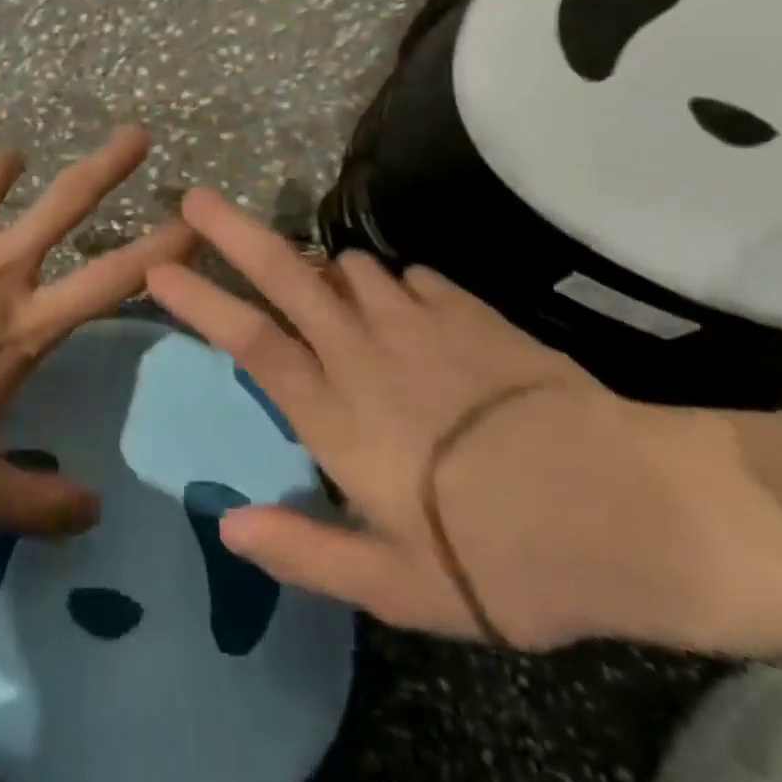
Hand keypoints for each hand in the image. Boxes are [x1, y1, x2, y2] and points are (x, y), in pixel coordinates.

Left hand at [0, 127, 192, 539]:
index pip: (113, 280)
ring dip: (6, 168)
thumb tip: (95, 511)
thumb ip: (36, 505)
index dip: (161, 250)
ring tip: (11, 162)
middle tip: (137, 134)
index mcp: (21, 327)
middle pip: (66, 201)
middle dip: (109, 164)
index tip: (194, 221)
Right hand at [148, 188, 746, 651]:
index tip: (158, 267)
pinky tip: (411, 311)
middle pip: (282, 272)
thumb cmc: (499, 557)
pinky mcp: (466, 309)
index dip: (197, 299)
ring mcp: (416, 320)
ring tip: (325, 291)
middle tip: (193, 198)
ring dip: (323, 271)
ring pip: (346, 267)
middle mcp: (362, 350)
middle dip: (230, 230)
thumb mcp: (394, 584)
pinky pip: (409, 277)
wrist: (624, 508)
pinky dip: (394, 286)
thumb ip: (305, 550)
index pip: (246, 339)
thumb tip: (227, 524)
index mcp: (335, 412)